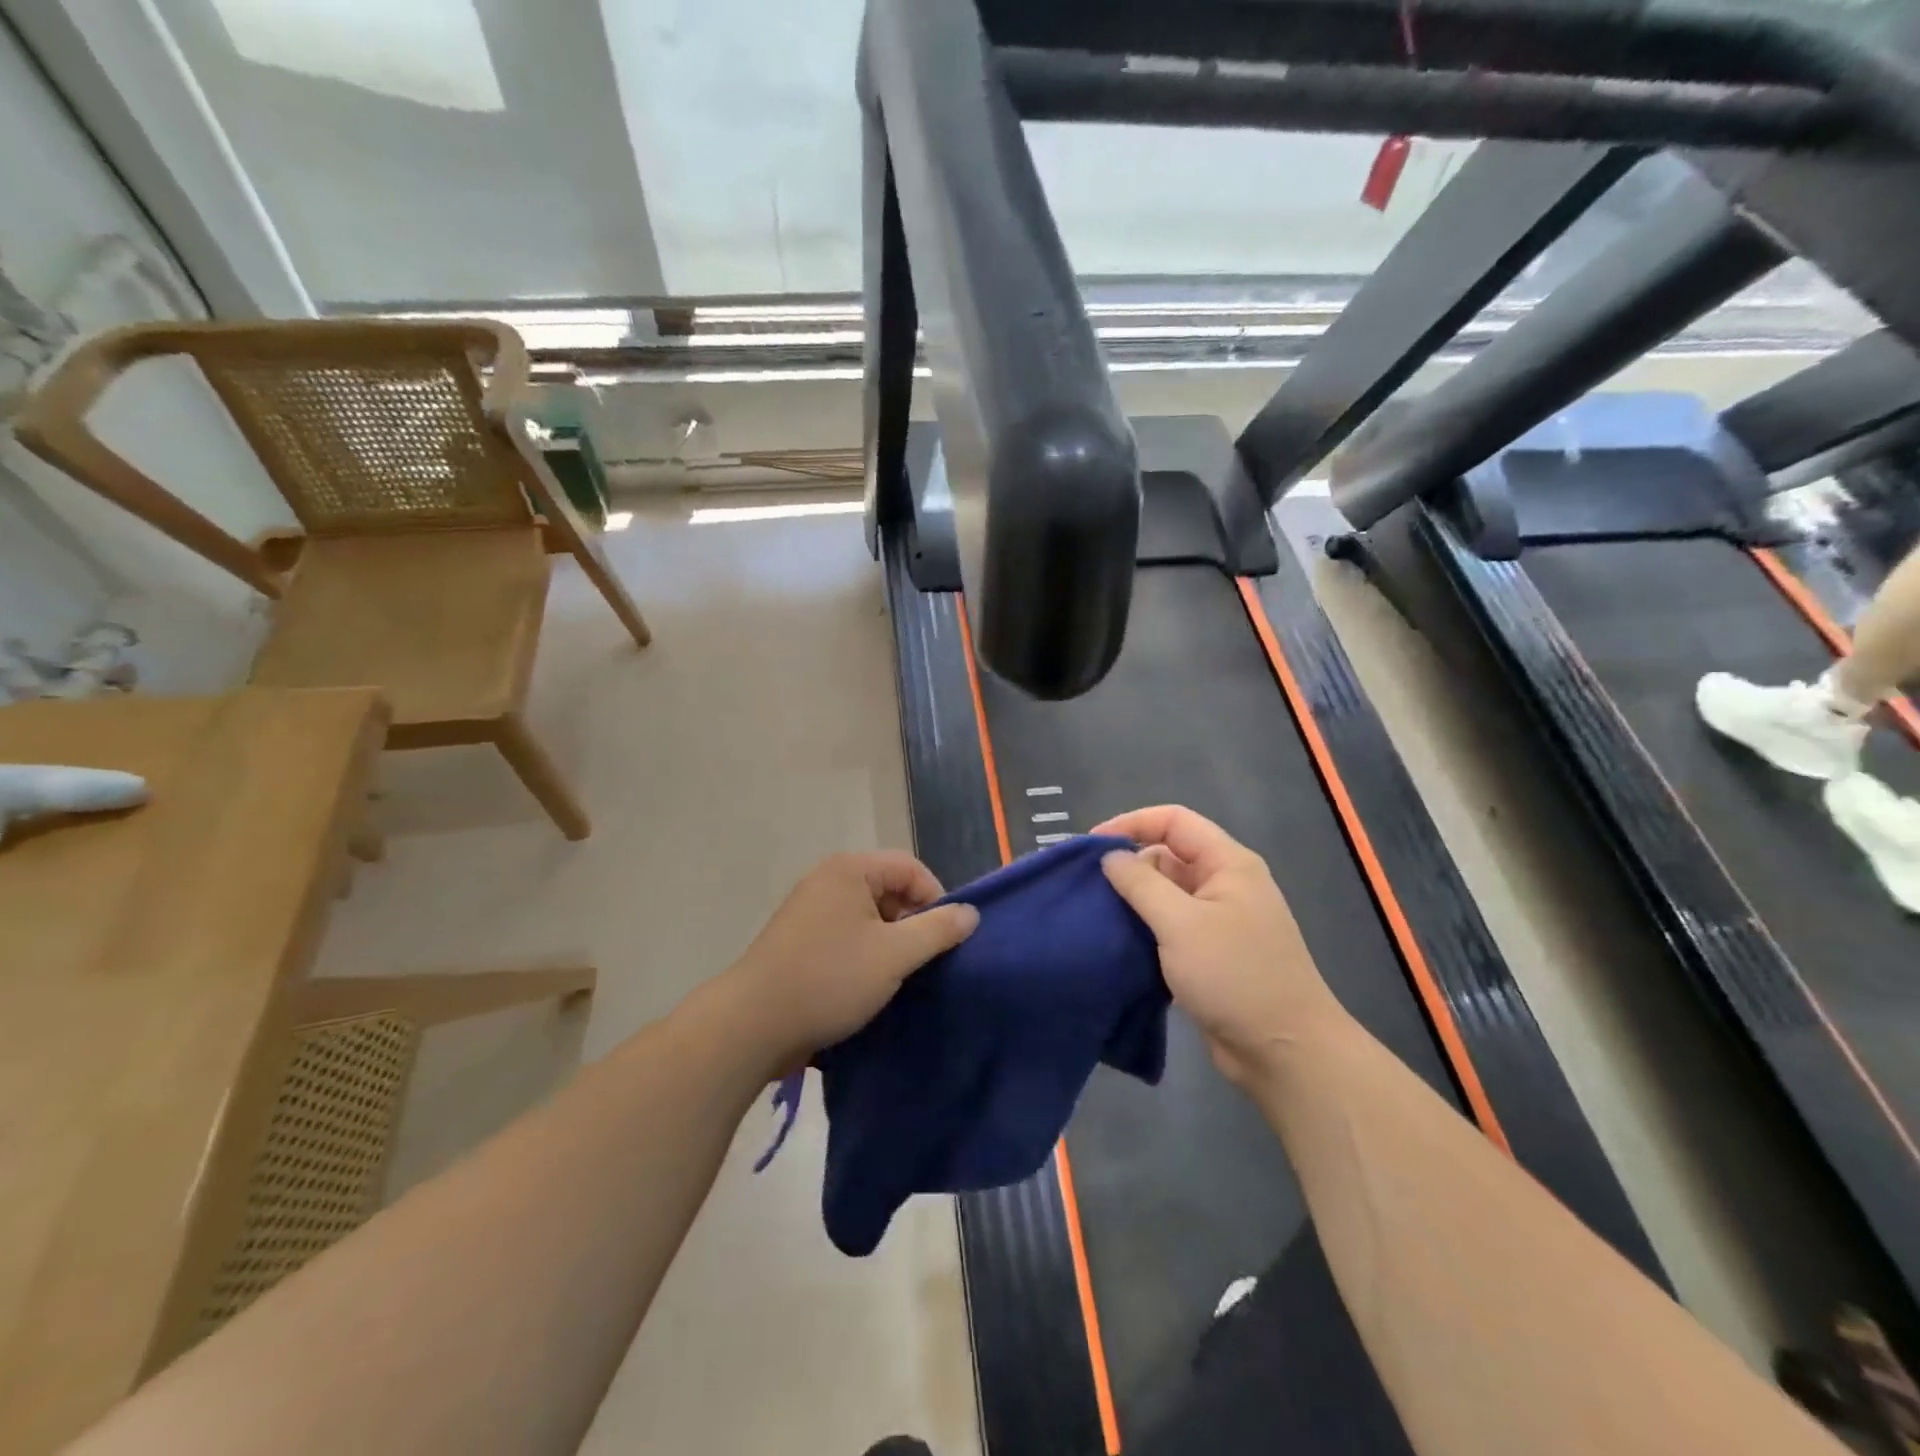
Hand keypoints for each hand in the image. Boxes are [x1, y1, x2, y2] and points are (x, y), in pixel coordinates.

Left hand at [723, 851, 978, 1066]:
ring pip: (868, 915)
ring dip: (889, 942)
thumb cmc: (829, 979)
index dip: (936, 900)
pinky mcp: (798, 938)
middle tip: (921, 962)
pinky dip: (864, 953)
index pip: (911, 868)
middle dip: (912, 923)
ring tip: (896, 977)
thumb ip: (937, 930)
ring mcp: (809, 908)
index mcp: (850, 869)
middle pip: (889, 888)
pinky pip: (846, 934)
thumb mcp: (894, 954)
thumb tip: (970, 913)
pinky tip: (867, 984)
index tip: (944, 941)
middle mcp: (828, 879)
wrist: (752, 1024)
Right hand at [1095, 805, 1346, 1085]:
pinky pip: (1170, 926)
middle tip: (1087, 886)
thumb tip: (1110, 857)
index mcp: (1227, 864)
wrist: (1284, 1052)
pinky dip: (1144, 928)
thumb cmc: (1235, 976)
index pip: (1174, 821)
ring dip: (1133, 900)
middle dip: (1128, 865)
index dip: (1132, 823)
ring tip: (1094, 913)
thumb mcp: (1181, 924)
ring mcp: (1219, 920)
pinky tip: (1117, 941)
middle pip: (1168, 855)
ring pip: (1166, 894)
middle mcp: (1224, 884)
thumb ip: (1141, 884)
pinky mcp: (1210, 953)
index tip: (1091, 845)